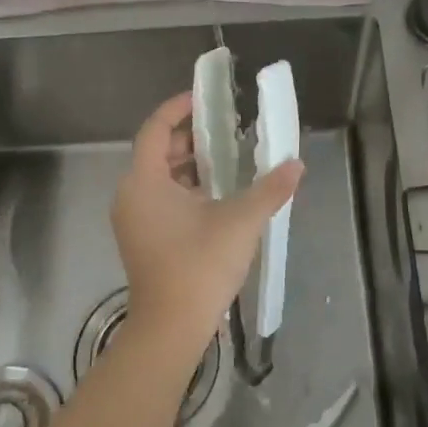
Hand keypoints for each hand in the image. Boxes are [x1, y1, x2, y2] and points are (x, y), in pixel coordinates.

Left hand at [112, 92, 303, 358]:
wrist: (171, 328)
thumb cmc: (200, 265)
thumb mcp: (241, 221)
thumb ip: (270, 189)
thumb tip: (297, 165)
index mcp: (144, 181)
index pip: (156, 128)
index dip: (178, 108)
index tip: (204, 98)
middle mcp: (130, 194)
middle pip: (156, 151)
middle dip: (189, 137)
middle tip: (223, 129)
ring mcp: (132, 219)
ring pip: (158, 177)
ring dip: (188, 165)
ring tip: (224, 159)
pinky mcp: (140, 239)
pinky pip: (158, 199)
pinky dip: (182, 189)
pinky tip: (214, 196)